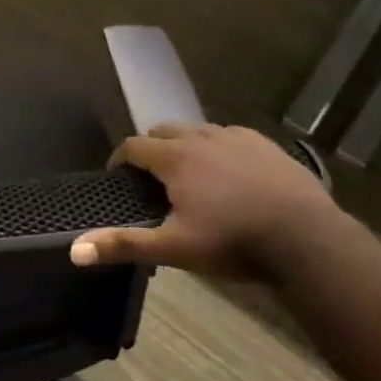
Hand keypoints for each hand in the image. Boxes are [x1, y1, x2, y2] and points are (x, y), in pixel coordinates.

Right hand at [70, 123, 336, 281]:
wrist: (306, 239)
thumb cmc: (233, 242)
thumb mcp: (174, 248)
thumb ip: (124, 245)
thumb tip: (74, 250)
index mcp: (175, 158)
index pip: (134, 146)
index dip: (120, 159)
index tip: (117, 177)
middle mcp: (201, 138)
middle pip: (163, 131)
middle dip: (151, 148)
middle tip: (151, 178)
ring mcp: (236, 137)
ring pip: (197, 131)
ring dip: (184, 145)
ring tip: (189, 174)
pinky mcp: (265, 144)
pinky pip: (230, 136)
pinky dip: (218, 148)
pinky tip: (229, 172)